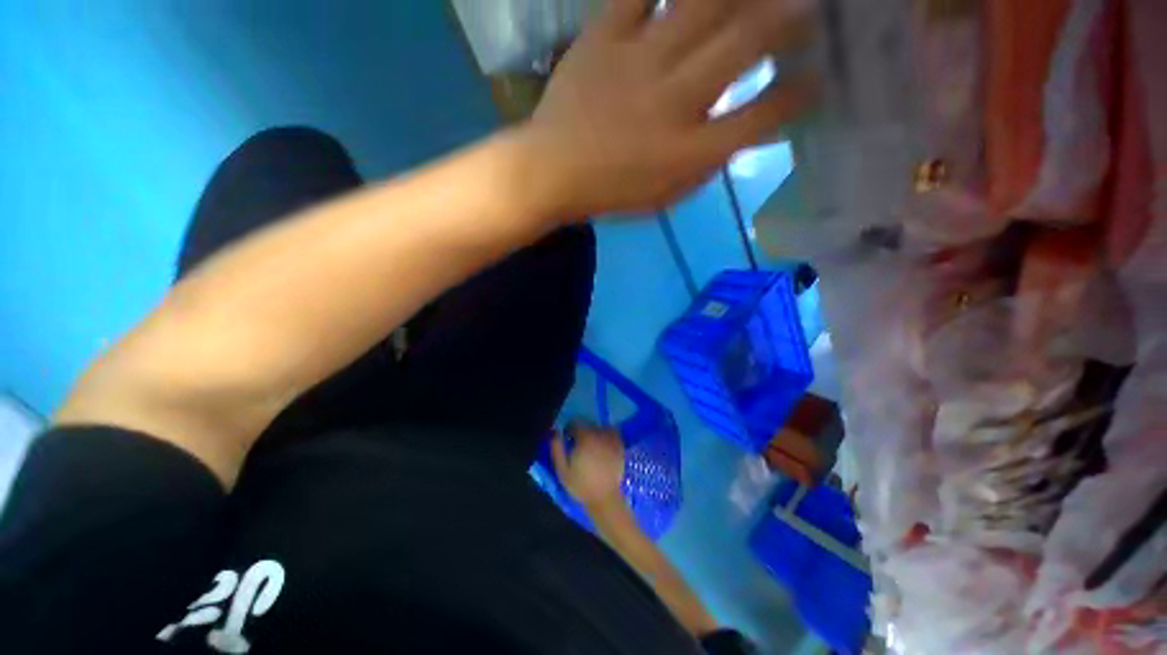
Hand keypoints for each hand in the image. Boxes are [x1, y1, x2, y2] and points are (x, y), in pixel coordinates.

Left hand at [517, 0, 816, 219]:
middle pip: (745, 44)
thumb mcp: (666, 196)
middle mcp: (673, 101)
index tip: (817, 78)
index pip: (760, 117)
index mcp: (687, 151)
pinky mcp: (603, 37)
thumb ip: (705, 164)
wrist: (553, 172)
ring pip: (702, 4)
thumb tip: (739, 131)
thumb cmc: (612, 192)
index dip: (796, 95)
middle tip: (811, 8)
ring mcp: (638, 62)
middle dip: (789, 19)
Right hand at [551, 424, 626, 507]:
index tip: (568, 439)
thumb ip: (557, 448)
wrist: (604, 500)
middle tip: (579, 445)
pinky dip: (608, 436)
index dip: (569, 429)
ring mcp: (612, 440)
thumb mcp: (562, 470)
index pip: (576, 423)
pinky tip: (603, 448)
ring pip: (601, 428)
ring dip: (595, 433)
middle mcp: (600, 435)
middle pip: (589, 425)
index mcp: (585, 438)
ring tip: (592, 446)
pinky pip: (613, 434)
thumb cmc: (581, 486)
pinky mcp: (620, 447)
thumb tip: (554, 432)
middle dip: (582, 432)